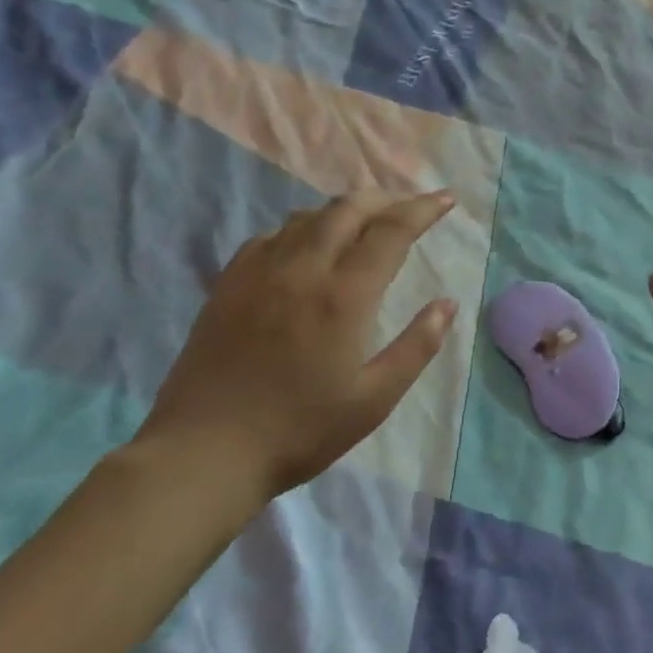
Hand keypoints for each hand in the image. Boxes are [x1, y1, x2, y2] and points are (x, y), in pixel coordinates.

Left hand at [139, 191, 459, 509]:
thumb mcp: (374, 399)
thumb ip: (417, 346)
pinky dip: (303, 228)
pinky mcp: (229, 283)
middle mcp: (303, 269)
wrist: (204, 453)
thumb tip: (447, 304)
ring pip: (309, 216)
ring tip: (365, 223)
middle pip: (349, 208)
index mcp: (344, 295)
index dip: (423, 209)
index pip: (392, 231)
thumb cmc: (300, 430)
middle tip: (409, 208)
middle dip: (386, 199)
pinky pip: (272, 235)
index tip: (447, 199)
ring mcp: (260, 271)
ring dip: (345, 210)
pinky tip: (307, 246)